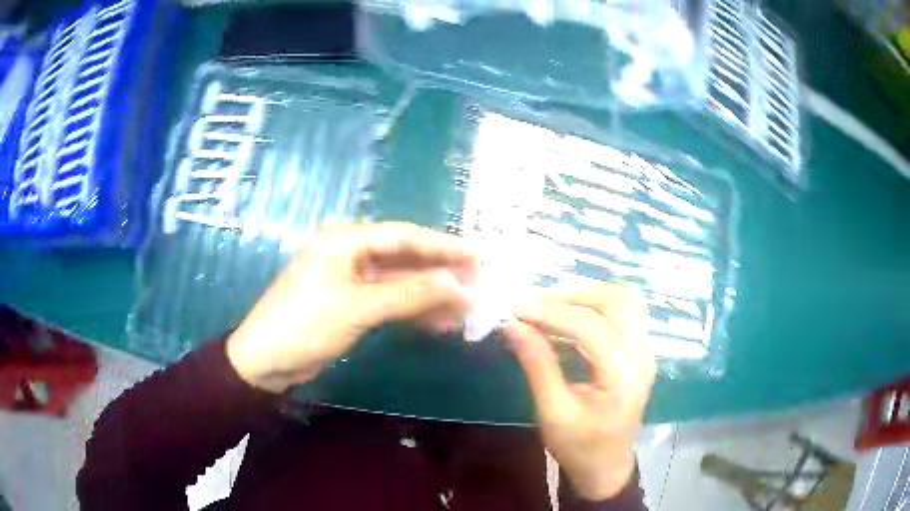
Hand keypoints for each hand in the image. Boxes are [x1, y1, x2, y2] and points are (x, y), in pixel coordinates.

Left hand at [227, 222, 477, 393]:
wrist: (265, 361)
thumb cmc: (305, 324)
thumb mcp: (359, 307)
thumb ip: (410, 293)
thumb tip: (459, 284)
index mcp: (346, 240)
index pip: (405, 237)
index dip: (444, 246)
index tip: (478, 256)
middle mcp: (351, 253)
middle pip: (405, 258)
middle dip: (441, 273)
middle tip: (478, 284)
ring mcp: (351, 280)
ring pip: (400, 283)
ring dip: (430, 295)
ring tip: (465, 308)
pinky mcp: (351, 304)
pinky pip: (389, 302)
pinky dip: (413, 311)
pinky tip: (438, 323)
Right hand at [503, 284, 655, 500]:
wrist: (607, 466)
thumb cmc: (579, 447)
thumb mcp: (553, 413)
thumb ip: (537, 365)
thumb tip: (512, 325)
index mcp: (623, 377)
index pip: (591, 328)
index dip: (552, 313)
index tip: (516, 308)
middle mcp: (642, 355)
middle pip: (617, 301)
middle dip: (572, 295)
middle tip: (534, 304)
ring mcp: (645, 350)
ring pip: (624, 300)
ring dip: (586, 295)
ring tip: (550, 306)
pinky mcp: (640, 350)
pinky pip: (623, 312)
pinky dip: (594, 306)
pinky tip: (567, 317)